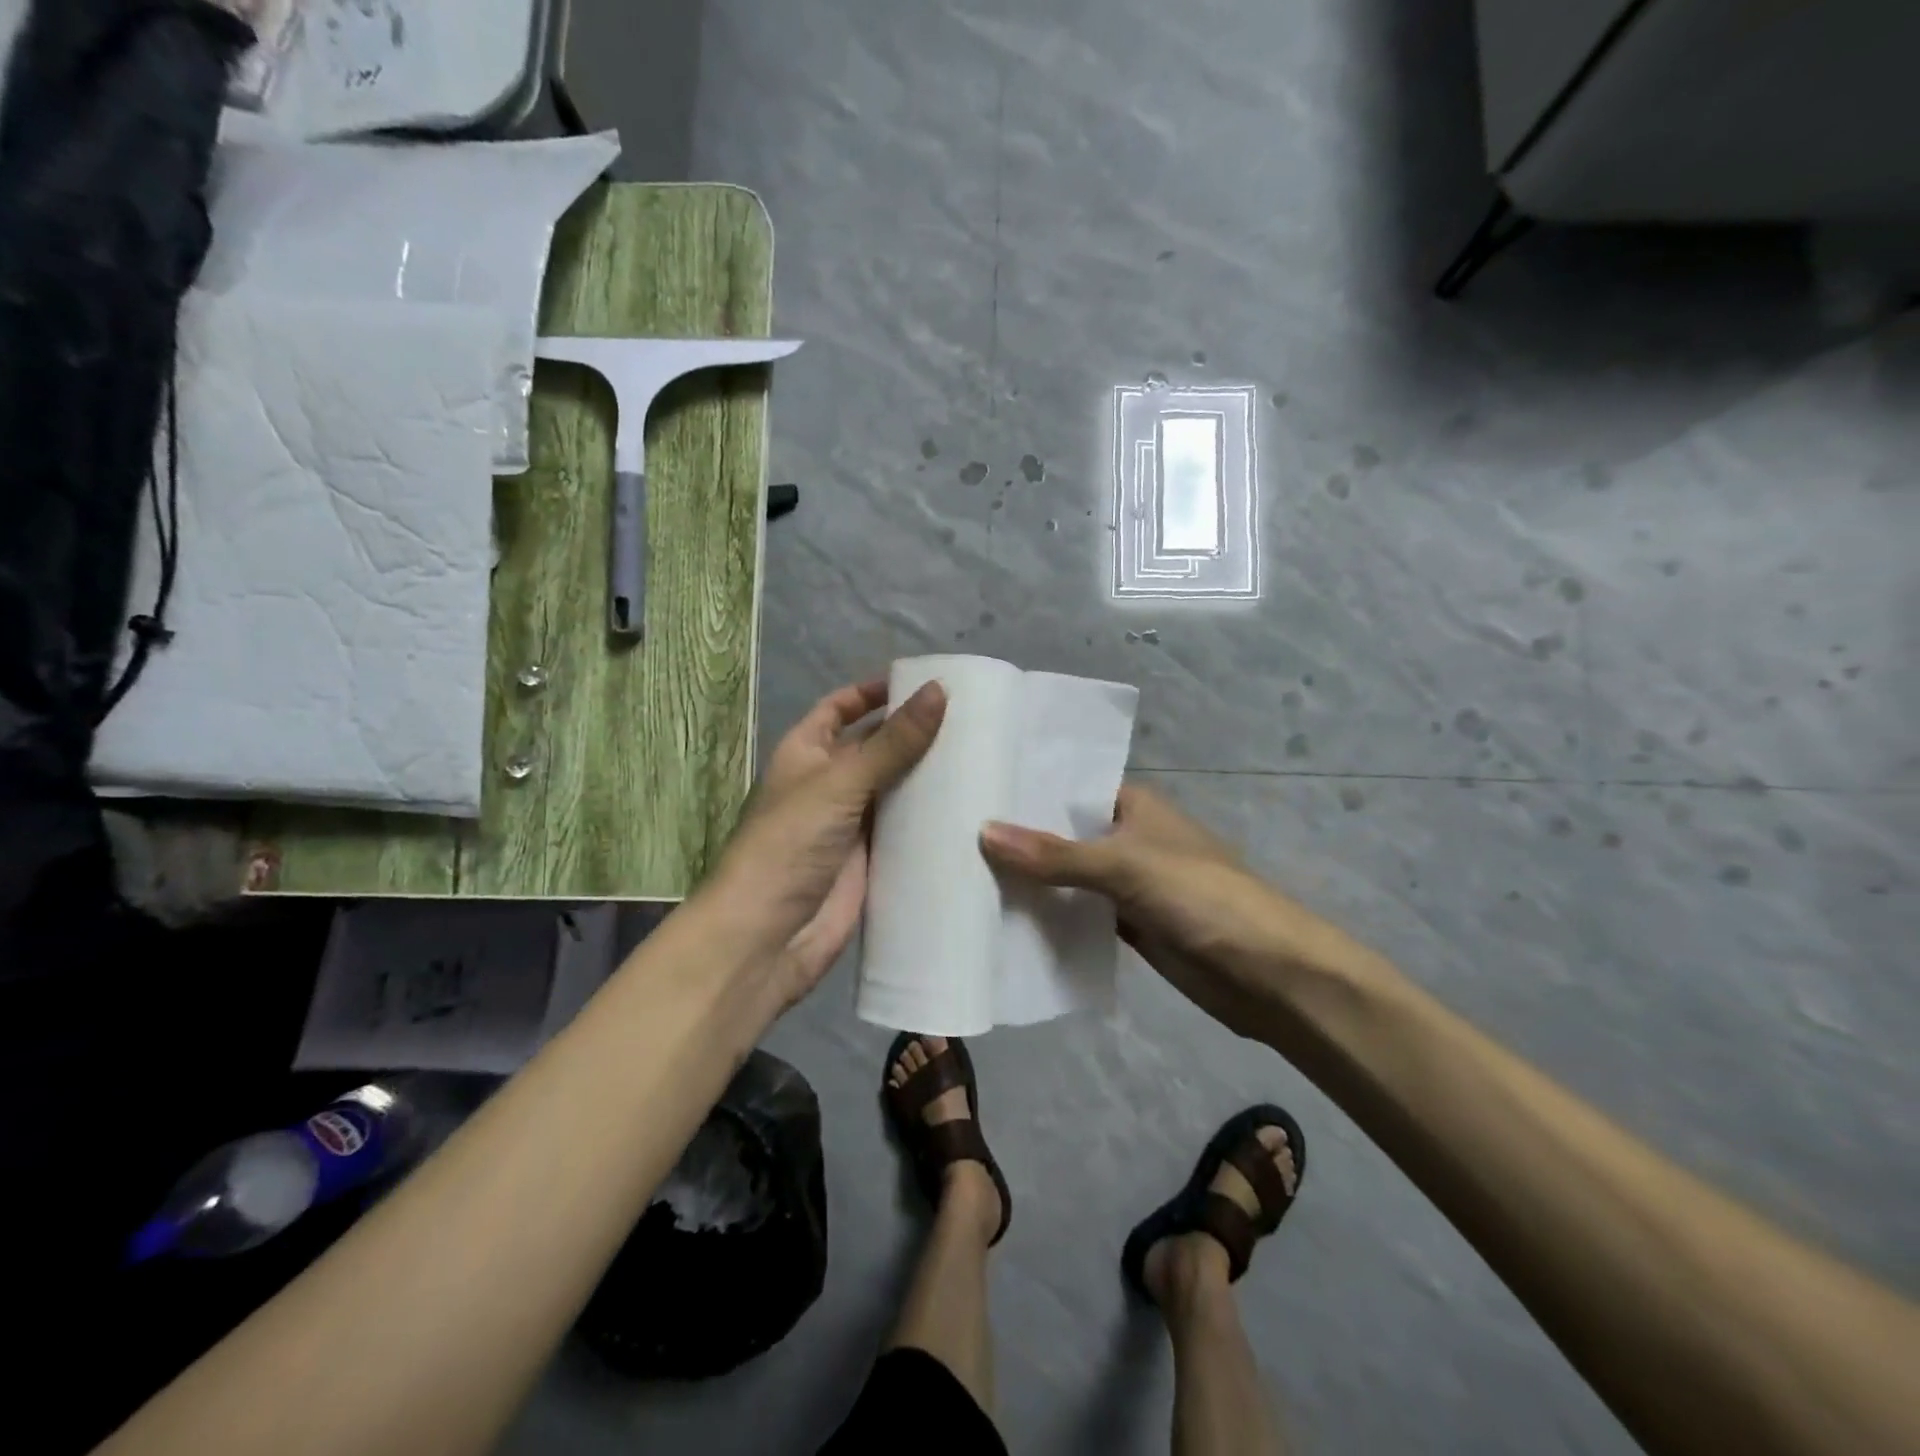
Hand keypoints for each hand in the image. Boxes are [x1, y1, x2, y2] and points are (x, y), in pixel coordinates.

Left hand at [706, 679, 945, 1009]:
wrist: (768, 937)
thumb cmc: (790, 844)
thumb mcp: (840, 782)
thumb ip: (892, 742)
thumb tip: (939, 690)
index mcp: (806, 752)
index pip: (841, 708)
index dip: (874, 692)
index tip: (923, 682)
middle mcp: (829, 783)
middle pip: (876, 747)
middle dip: (913, 733)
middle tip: (973, 719)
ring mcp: (851, 824)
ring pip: (895, 789)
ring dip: (928, 775)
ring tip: (983, 755)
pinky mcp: (872, 861)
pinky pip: (905, 830)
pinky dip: (931, 819)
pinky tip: (971, 807)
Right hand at [980, 784, 1356, 1038]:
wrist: (1269, 974)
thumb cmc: (1202, 898)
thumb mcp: (1126, 866)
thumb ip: (1055, 854)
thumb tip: (984, 831)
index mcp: (1133, 806)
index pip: (1069, 786)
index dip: (1025, 788)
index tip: (970, 788)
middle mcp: (1128, 838)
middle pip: (1064, 833)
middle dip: (1019, 837)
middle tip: (951, 835)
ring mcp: (1128, 885)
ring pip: (1068, 877)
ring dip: (1031, 880)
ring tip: (964, 875)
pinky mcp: (1130, 927)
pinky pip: (1080, 915)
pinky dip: (1052, 917)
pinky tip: (1006, 920)